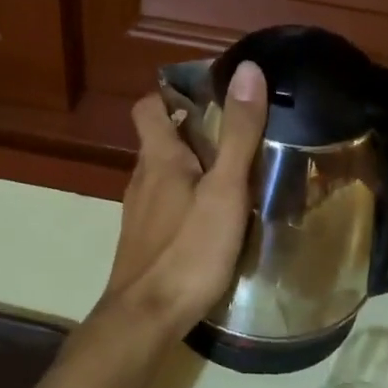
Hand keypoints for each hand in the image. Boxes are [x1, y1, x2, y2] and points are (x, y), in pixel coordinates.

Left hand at [100, 61, 268, 338]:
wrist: (146, 318)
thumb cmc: (188, 250)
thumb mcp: (224, 189)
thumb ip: (238, 133)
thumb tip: (248, 69)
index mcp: (158, 158)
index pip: (150, 106)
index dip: (174, 94)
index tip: (213, 94)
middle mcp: (141, 179)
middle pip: (161, 140)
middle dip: (195, 131)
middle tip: (239, 135)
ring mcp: (139, 213)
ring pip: (164, 175)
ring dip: (194, 167)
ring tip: (235, 175)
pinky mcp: (144, 241)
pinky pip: (166, 205)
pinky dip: (188, 200)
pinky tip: (214, 219)